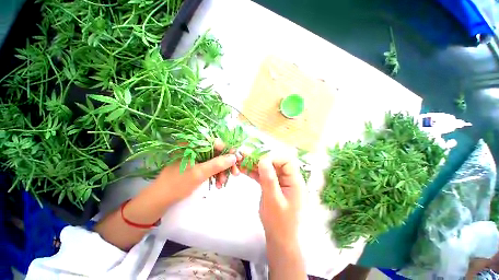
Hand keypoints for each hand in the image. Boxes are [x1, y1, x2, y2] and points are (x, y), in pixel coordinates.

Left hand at [152, 141, 239, 202]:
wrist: (161, 198)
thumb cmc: (177, 184)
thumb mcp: (199, 173)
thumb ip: (217, 164)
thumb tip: (234, 157)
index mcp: (193, 144)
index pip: (216, 143)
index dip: (228, 151)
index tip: (237, 160)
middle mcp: (196, 148)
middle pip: (217, 152)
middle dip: (226, 164)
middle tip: (235, 174)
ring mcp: (197, 156)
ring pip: (215, 160)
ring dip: (222, 171)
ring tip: (223, 183)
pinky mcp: (198, 164)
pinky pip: (211, 166)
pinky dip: (216, 174)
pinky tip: (218, 183)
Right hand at [241, 154, 304, 244]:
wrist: (279, 238)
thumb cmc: (280, 223)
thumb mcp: (273, 201)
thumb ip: (269, 180)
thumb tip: (263, 159)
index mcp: (294, 181)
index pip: (286, 161)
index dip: (273, 157)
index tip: (258, 160)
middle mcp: (288, 178)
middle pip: (275, 162)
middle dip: (260, 158)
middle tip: (245, 156)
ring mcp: (279, 181)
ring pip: (267, 167)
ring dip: (254, 164)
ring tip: (241, 161)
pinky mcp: (271, 185)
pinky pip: (263, 175)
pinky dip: (253, 172)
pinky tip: (243, 169)